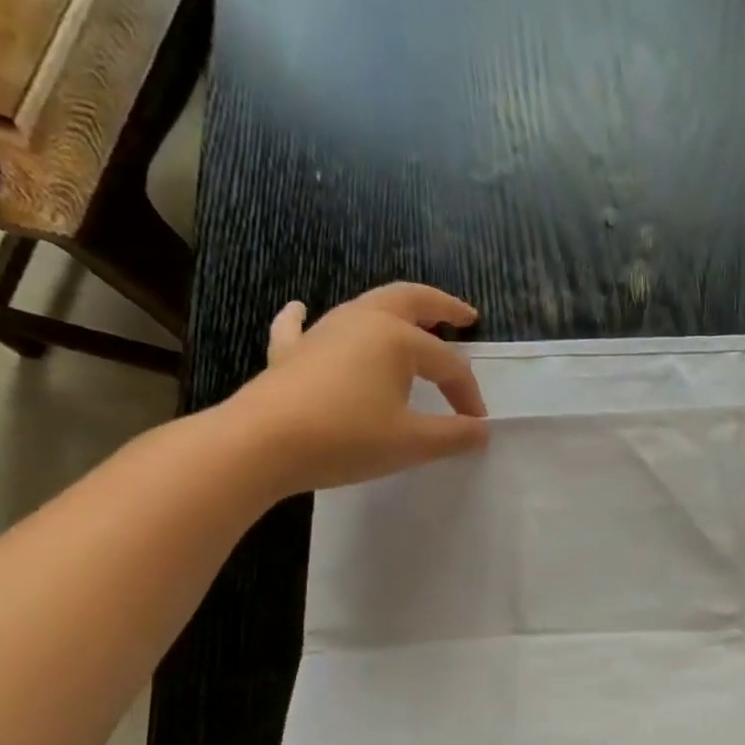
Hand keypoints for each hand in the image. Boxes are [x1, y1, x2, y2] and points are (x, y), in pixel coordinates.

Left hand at [225, 282, 489, 494]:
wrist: (262, 444)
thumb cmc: (347, 438)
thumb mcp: (412, 443)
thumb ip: (453, 435)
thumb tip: (481, 430)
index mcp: (396, 338)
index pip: (447, 363)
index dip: (467, 393)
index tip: (476, 424)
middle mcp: (361, 322)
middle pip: (409, 300)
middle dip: (440, 306)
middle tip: (465, 315)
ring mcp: (321, 333)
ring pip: (365, 308)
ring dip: (394, 312)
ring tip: (411, 321)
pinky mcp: (290, 353)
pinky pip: (298, 326)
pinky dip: (303, 316)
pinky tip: (299, 308)